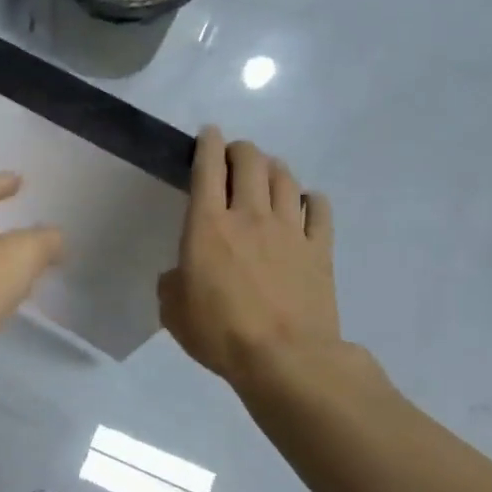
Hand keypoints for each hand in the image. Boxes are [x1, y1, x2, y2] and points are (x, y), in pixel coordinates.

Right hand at [159, 129, 343, 391]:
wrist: (284, 358)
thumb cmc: (219, 332)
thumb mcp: (173, 311)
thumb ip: (172, 283)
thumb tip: (181, 275)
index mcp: (207, 225)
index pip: (208, 168)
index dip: (208, 144)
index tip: (208, 133)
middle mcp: (249, 215)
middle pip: (251, 162)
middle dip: (241, 149)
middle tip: (234, 154)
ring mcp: (289, 230)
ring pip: (285, 179)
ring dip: (273, 167)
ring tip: (266, 172)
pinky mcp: (319, 249)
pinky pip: (319, 209)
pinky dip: (309, 199)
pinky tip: (304, 202)